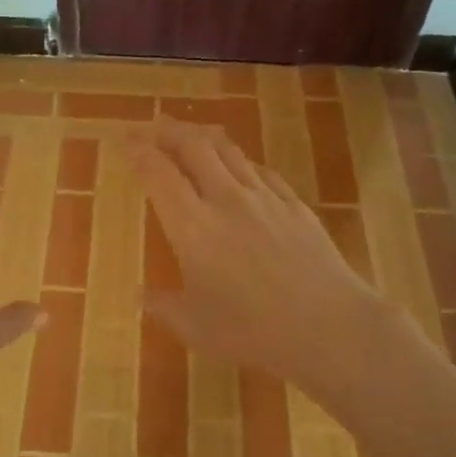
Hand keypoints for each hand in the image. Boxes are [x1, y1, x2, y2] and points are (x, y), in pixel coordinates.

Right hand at [124, 121, 399, 399]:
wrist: (328, 325)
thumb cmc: (253, 331)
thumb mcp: (196, 327)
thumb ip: (164, 307)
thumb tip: (140, 296)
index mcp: (192, 226)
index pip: (159, 174)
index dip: (140, 151)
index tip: (127, 140)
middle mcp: (226, 200)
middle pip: (194, 148)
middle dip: (171, 131)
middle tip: (156, 125)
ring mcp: (264, 198)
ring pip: (230, 152)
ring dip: (206, 137)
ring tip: (194, 134)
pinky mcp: (295, 205)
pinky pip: (262, 171)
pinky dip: (242, 162)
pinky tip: (242, 167)